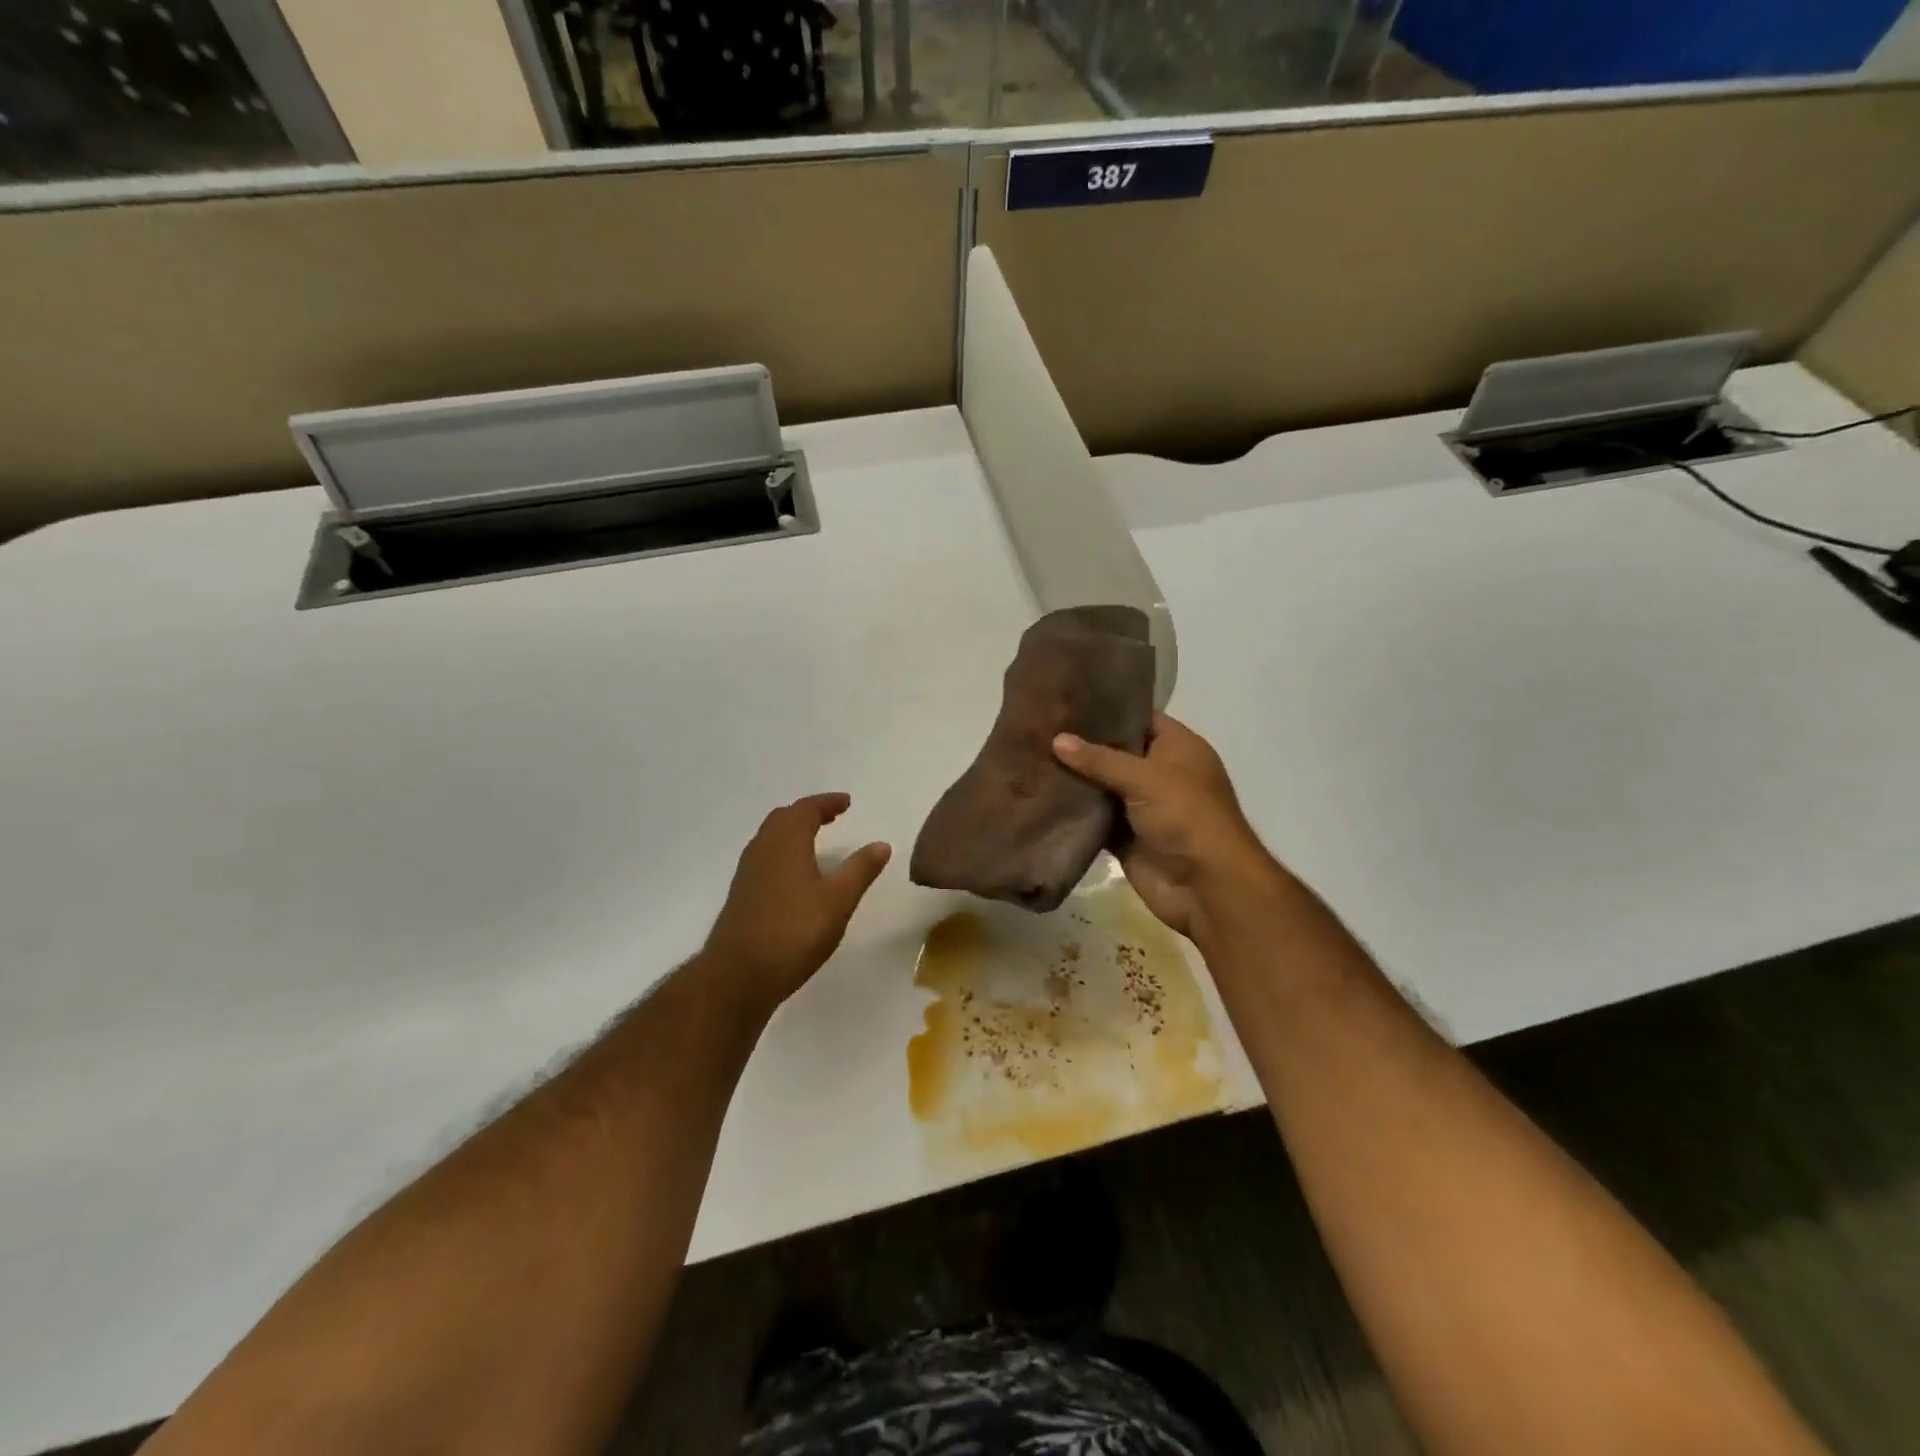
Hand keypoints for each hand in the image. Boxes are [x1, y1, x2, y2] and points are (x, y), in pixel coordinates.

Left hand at [700, 794, 891, 1012]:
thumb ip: (860, 870)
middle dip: (808, 813)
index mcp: (786, 842)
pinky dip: (784, 853)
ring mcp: (747, 873)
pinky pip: (765, 858)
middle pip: (784, 819)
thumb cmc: (794, 932)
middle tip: (832, 817)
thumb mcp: (838, 900)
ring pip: (771, 839)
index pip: (806, 809)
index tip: (846, 802)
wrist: (738, 976)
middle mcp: (762, 849)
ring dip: (793, 832)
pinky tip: (796, 875)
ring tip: (816, 841)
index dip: (827, 803)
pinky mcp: (742, 895)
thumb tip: (881, 844)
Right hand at [1053, 713, 1277, 941]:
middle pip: (1116, 752)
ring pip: (1101, 786)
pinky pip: (1095, 818)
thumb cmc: (1186, 816)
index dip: (1107, 709)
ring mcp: (1142, 807)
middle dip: (1082, 743)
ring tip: (1031, 754)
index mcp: (1177, 747)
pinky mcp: (1125, 837)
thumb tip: (1057, 739)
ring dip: (1074, 778)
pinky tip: (1040, 794)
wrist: (1205, 887)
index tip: (1067, 699)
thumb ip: (1099, 758)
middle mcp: (1160, 773)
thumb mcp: (1145, 777)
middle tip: (1039, 726)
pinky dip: (1074, 810)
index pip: (1139, 718)